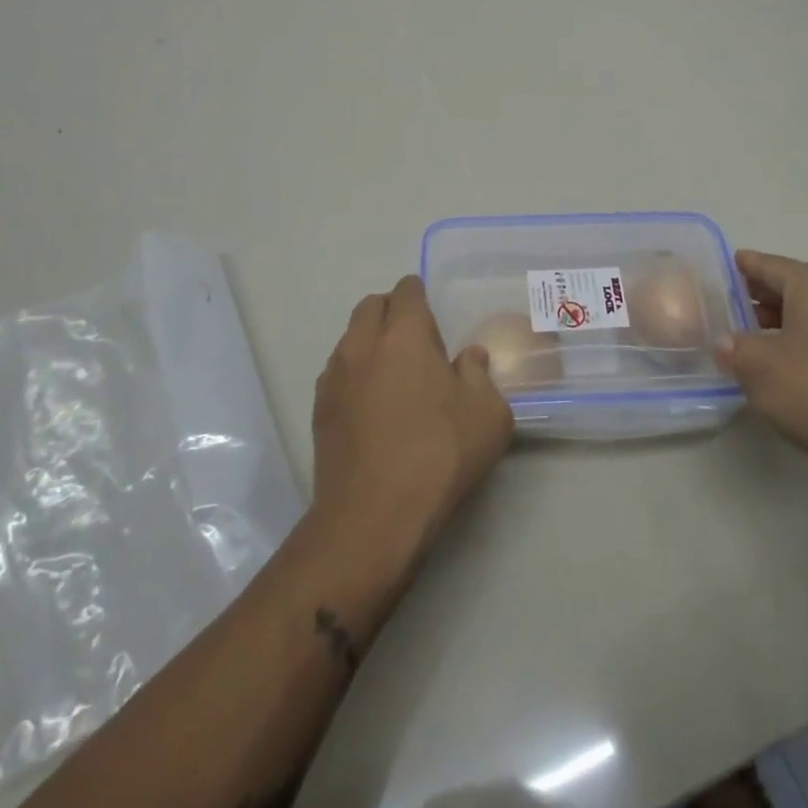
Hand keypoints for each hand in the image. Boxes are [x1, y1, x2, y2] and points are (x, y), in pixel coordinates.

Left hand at [309, 276, 513, 574]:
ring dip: (370, 342)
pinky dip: (355, 375)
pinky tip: (373, 406)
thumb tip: (468, 359)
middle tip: (416, 338)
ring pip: (350, 339)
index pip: (406, 291)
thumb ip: (480, 375)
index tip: (433, 313)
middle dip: (392, 311)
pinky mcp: (319, 410)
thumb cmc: (438, 454)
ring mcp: (334, 377)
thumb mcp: (488, 414)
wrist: (372, 517)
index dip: (420, 295)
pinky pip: (338, 373)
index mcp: (404, 334)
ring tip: (394, 374)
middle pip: (371, 306)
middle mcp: (363, 345)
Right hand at [715, 249, 807, 483]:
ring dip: (784, 320)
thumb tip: (727, 343)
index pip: (769, 265)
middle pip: (793, 286)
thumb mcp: (757, 367)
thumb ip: (735, 348)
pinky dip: (806, 338)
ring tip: (754, 336)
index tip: (726, 265)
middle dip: (762, 295)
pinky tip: (787, 362)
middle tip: (732, 304)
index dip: (744, 266)